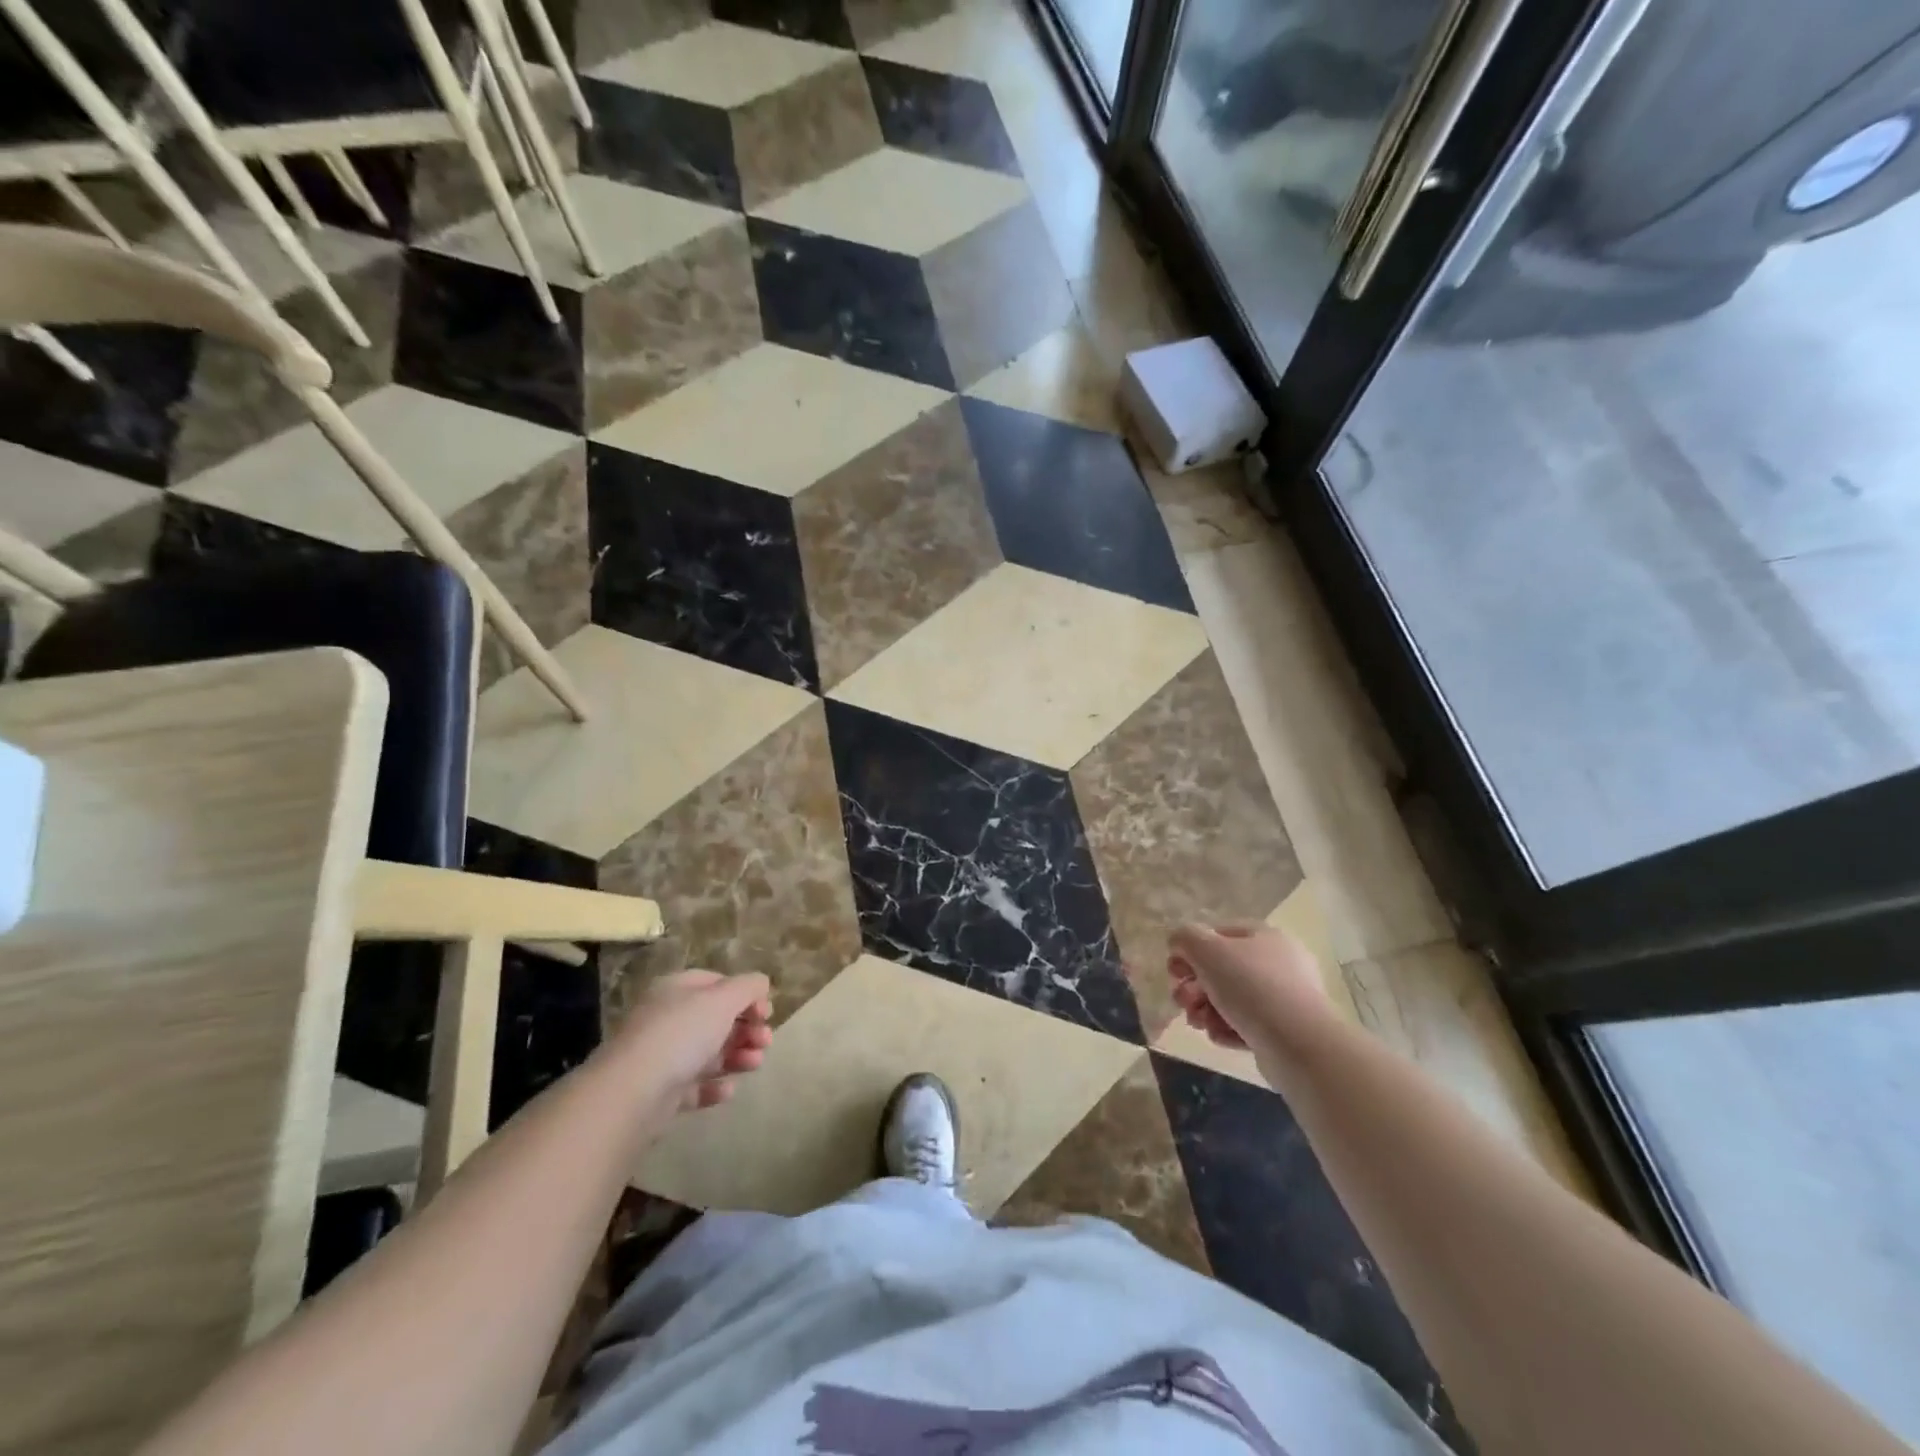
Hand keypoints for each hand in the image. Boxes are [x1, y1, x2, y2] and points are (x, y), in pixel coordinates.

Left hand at [612, 970, 773, 1116]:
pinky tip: (728, 1090)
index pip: (717, 984)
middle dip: (746, 1029)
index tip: (766, 1013)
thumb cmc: (682, 1033)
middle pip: (716, 1019)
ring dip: (737, 1056)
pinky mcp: (660, 1093)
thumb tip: (761, 984)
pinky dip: (714, 1086)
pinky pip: (694, 1085)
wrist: (633, 1093)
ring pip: (708, 1052)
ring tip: (754, 1064)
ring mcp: (662, 1056)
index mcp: (677, 990)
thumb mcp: (723, 999)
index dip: (746, 995)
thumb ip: (748, 987)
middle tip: (765, 1041)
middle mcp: (668, 1018)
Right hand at [1167, 923, 1334, 1068]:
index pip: (1217, 934)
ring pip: (1231, 999)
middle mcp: (1278, 962)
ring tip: (1198, 1023)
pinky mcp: (1285, 1031)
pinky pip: (1247, 1025)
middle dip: (1194, 986)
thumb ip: (1185, 938)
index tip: (1174, 972)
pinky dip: (1227, 1029)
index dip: (1189, 950)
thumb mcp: (1207, 950)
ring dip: (1205, 1010)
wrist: (1300, 1044)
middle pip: (1222, 969)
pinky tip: (1219, 1037)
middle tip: (1181, 1002)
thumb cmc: (1251, 986)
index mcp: (1263, 936)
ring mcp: (1284, 998)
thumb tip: (1178, 943)